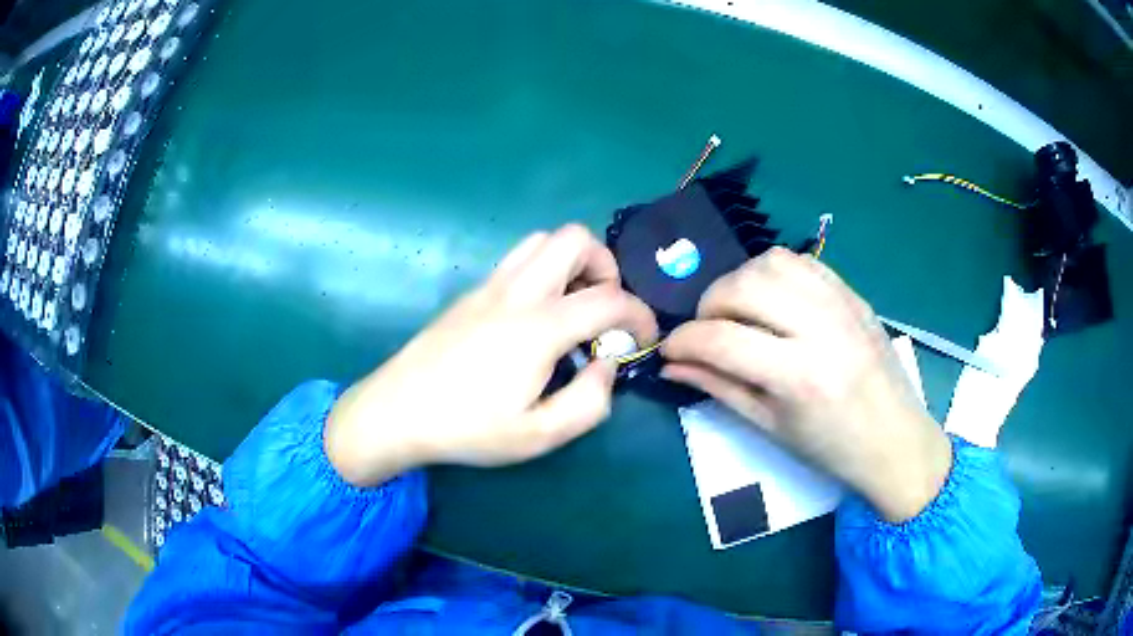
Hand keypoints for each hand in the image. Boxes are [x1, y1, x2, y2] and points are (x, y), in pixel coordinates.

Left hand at [325, 225, 657, 486]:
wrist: (397, 411)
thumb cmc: (468, 428)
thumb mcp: (539, 435)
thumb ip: (590, 401)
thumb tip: (606, 364)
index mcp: (540, 327)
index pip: (611, 298)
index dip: (641, 315)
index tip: (645, 338)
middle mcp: (518, 291)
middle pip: (576, 239)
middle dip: (605, 268)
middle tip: (602, 312)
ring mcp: (490, 285)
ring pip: (543, 240)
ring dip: (572, 263)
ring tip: (572, 307)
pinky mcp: (472, 292)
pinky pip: (518, 258)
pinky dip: (544, 270)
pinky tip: (535, 316)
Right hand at [661, 248, 950, 521]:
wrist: (894, 438)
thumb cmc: (831, 447)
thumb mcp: (770, 426)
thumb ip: (718, 387)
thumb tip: (673, 364)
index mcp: (799, 376)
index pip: (721, 339)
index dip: (682, 340)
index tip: (668, 349)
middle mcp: (820, 327)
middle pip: (742, 286)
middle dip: (708, 306)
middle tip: (706, 332)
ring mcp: (840, 302)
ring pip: (769, 262)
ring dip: (739, 282)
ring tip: (738, 312)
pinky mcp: (851, 292)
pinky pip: (800, 261)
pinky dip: (772, 273)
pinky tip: (771, 300)